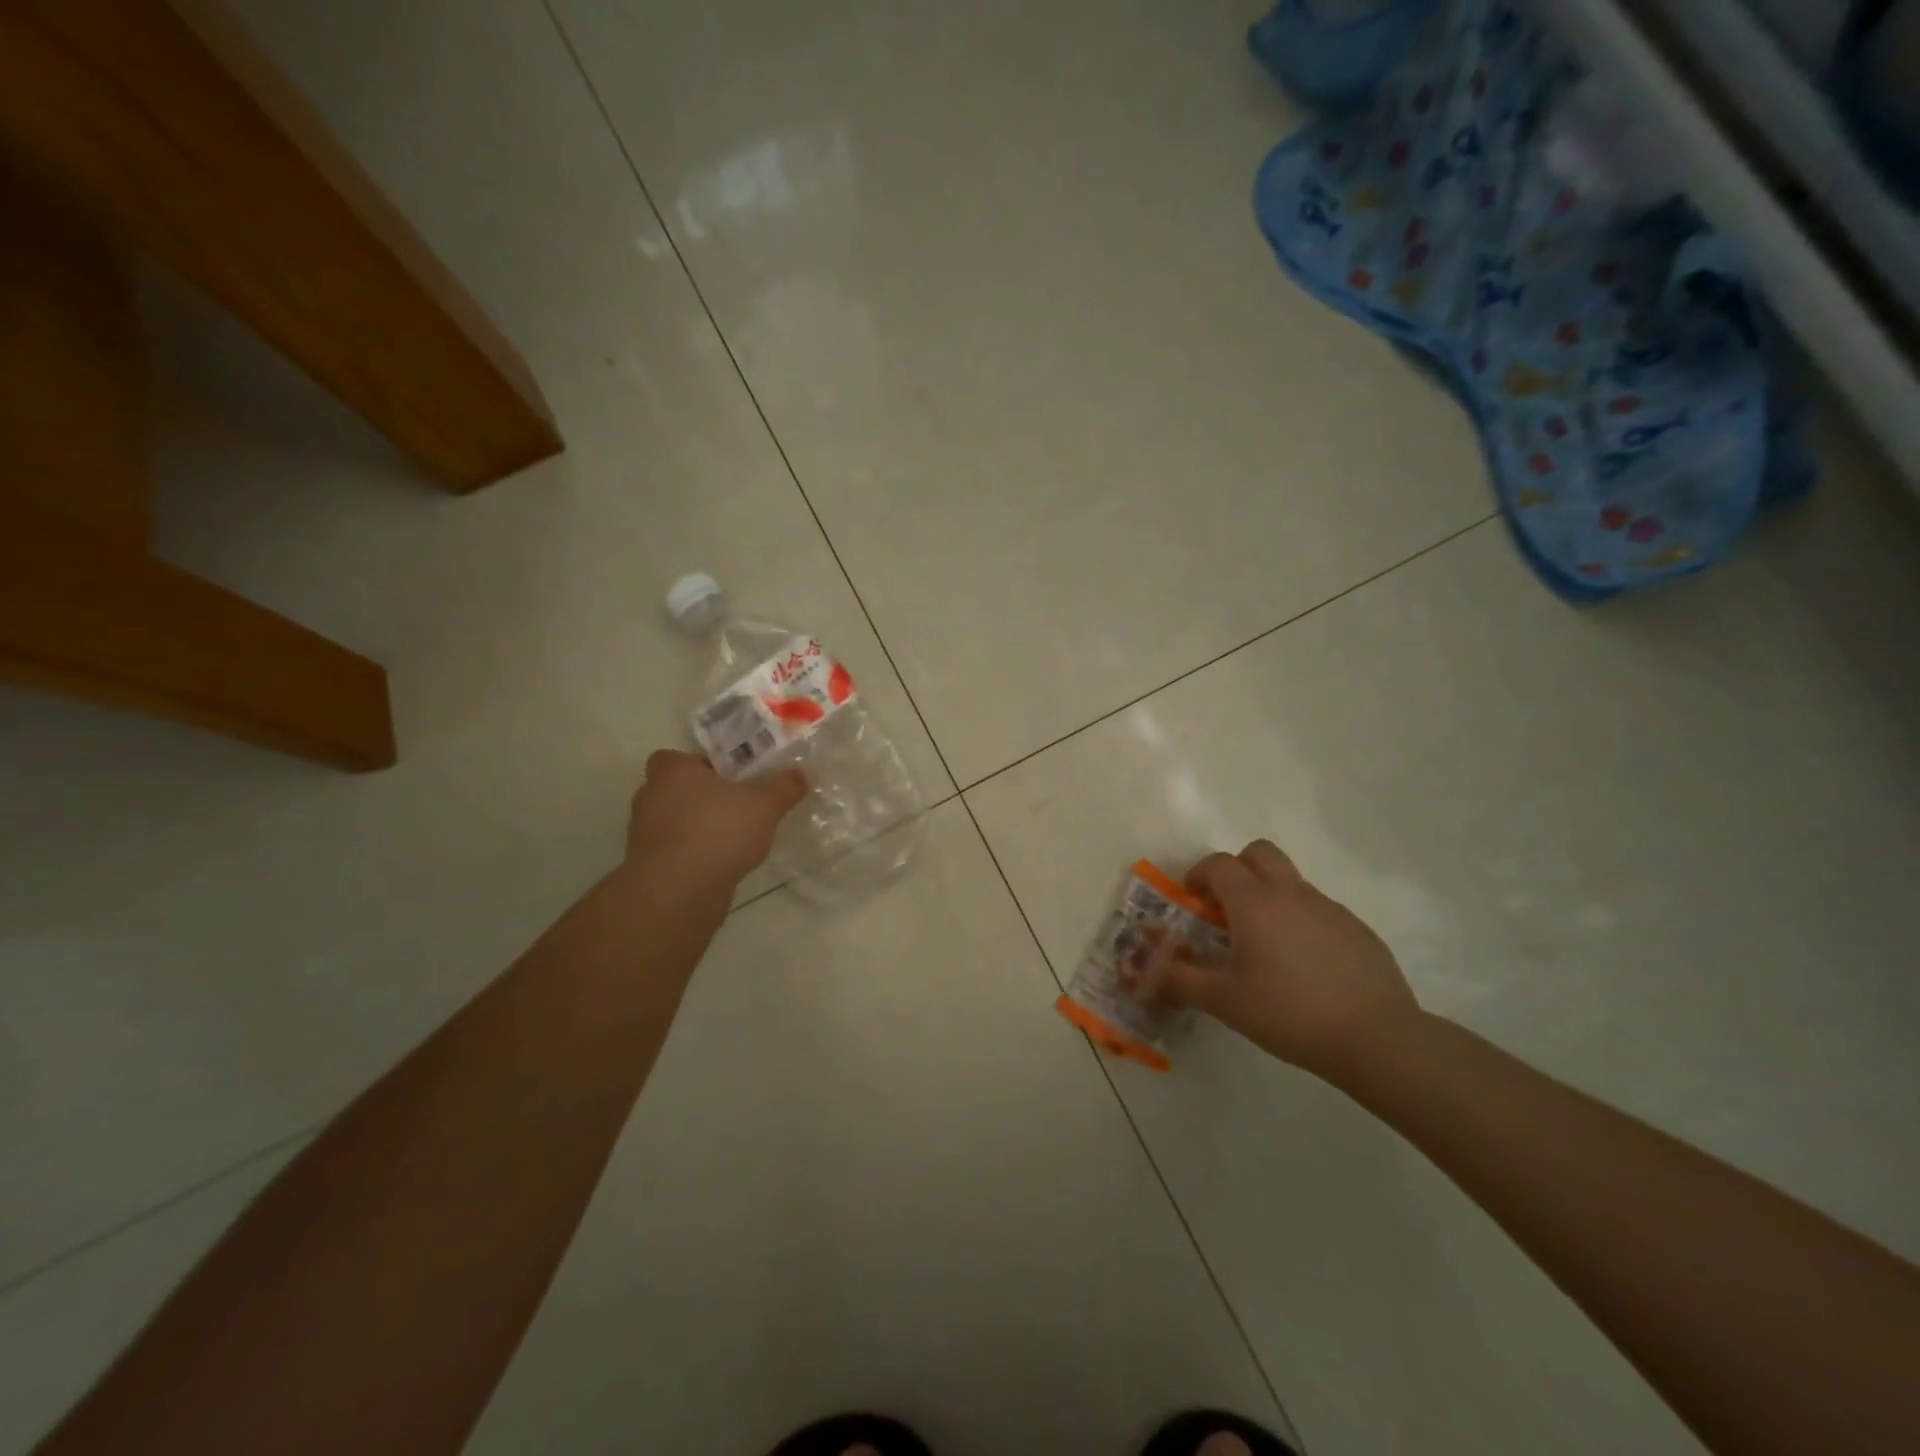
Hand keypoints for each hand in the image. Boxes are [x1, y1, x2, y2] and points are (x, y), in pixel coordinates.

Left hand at [624, 749, 807, 887]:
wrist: (678, 891)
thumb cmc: (718, 831)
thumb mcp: (765, 805)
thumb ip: (784, 787)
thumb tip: (800, 774)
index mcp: (672, 771)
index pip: (678, 757)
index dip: (702, 765)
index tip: (729, 777)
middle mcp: (650, 796)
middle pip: (678, 789)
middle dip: (705, 796)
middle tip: (739, 804)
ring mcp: (644, 833)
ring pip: (676, 821)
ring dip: (699, 827)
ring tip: (736, 837)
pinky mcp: (648, 865)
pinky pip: (676, 850)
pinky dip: (695, 853)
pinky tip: (722, 863)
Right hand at [1135, 840, 1420, 1078]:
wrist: (1375, 1038)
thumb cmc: (1288, 1013)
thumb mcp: (1224, 1001)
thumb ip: (1182, 980)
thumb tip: (1149, 971)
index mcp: (1254, 902)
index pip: (1218, 864)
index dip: (1198, 875)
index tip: (1192, 900)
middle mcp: (1290, 893)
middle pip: (1259, 852)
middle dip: (1237, 869)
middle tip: (1228, 907)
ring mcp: (1329, 908)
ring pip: (1290, 881)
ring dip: (1270, 896)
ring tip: (1266, 945)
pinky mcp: (1356, 929)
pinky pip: (1318, 910)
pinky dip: (1301, 922)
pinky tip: (1305, 966)